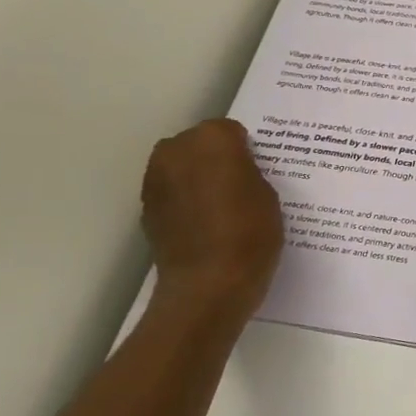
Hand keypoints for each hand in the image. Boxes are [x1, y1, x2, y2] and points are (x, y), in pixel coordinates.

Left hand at [141, 119, 283, 310]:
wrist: (208, 285)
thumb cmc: (250, 234)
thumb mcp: (268, 195)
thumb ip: (248, 172)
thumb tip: (235, 172)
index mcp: (213, 139)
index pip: (230, 131)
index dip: (245, 150)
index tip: (255, 171)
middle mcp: (176, 150)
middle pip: (198, 144)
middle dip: (214, 158)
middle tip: (237, 185)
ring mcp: (155, 179)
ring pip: (180, 167)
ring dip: (196, 178)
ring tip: (219, 206)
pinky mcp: (146, 208)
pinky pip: (170, 193)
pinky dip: (183, 201)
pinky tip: (202, 224)